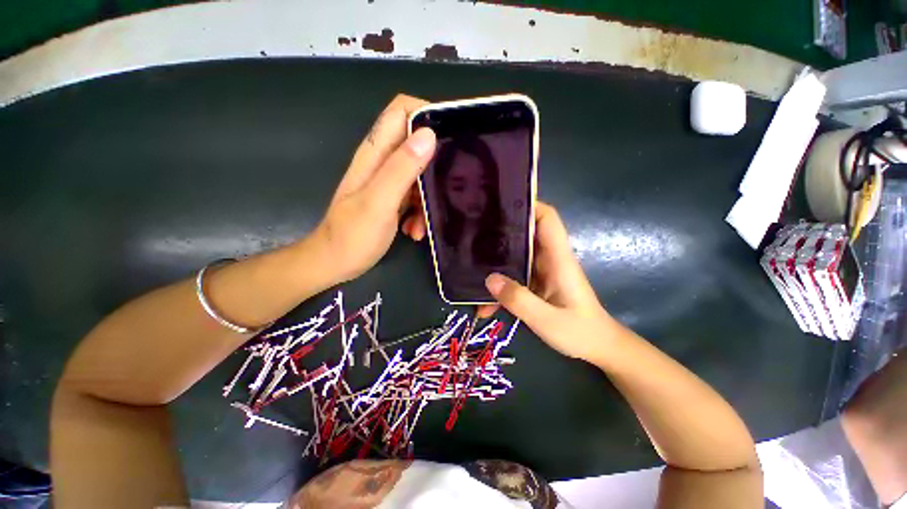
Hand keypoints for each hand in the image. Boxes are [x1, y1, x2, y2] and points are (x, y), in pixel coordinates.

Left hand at [313, 94, 435, 282]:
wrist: (334, 263)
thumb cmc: (353, 236)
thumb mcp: (379, 203)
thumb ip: (401, 169)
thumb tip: (428, 135)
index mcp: (375, 155)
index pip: (401, 111)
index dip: (426, 113)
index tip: (452, 134)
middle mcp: (382, 162)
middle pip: (416, 144)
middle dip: (436, 162)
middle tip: (450, 183)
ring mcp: (387, 182)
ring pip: (419, 175)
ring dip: (428, 197)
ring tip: (423, 223)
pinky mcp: (392, 199)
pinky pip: (415, 196)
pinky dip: (419, 212)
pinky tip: (414, 231)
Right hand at [484, 203, 619, 362]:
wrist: (598, 348)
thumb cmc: (580, 332)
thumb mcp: (547, 320)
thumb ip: (519, 300)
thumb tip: (489, 279)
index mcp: (558, 258)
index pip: (547, 218)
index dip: (529, 205)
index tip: (501, 204)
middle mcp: (548, 259)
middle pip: (524, 233)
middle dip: (501, 230)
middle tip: (473, 231)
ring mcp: (540, 272)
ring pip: (515, 256)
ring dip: (495, 263)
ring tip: (469, 266)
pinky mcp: (535, 284)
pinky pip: (513, 277)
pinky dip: (499, 287)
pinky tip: (483, 305)